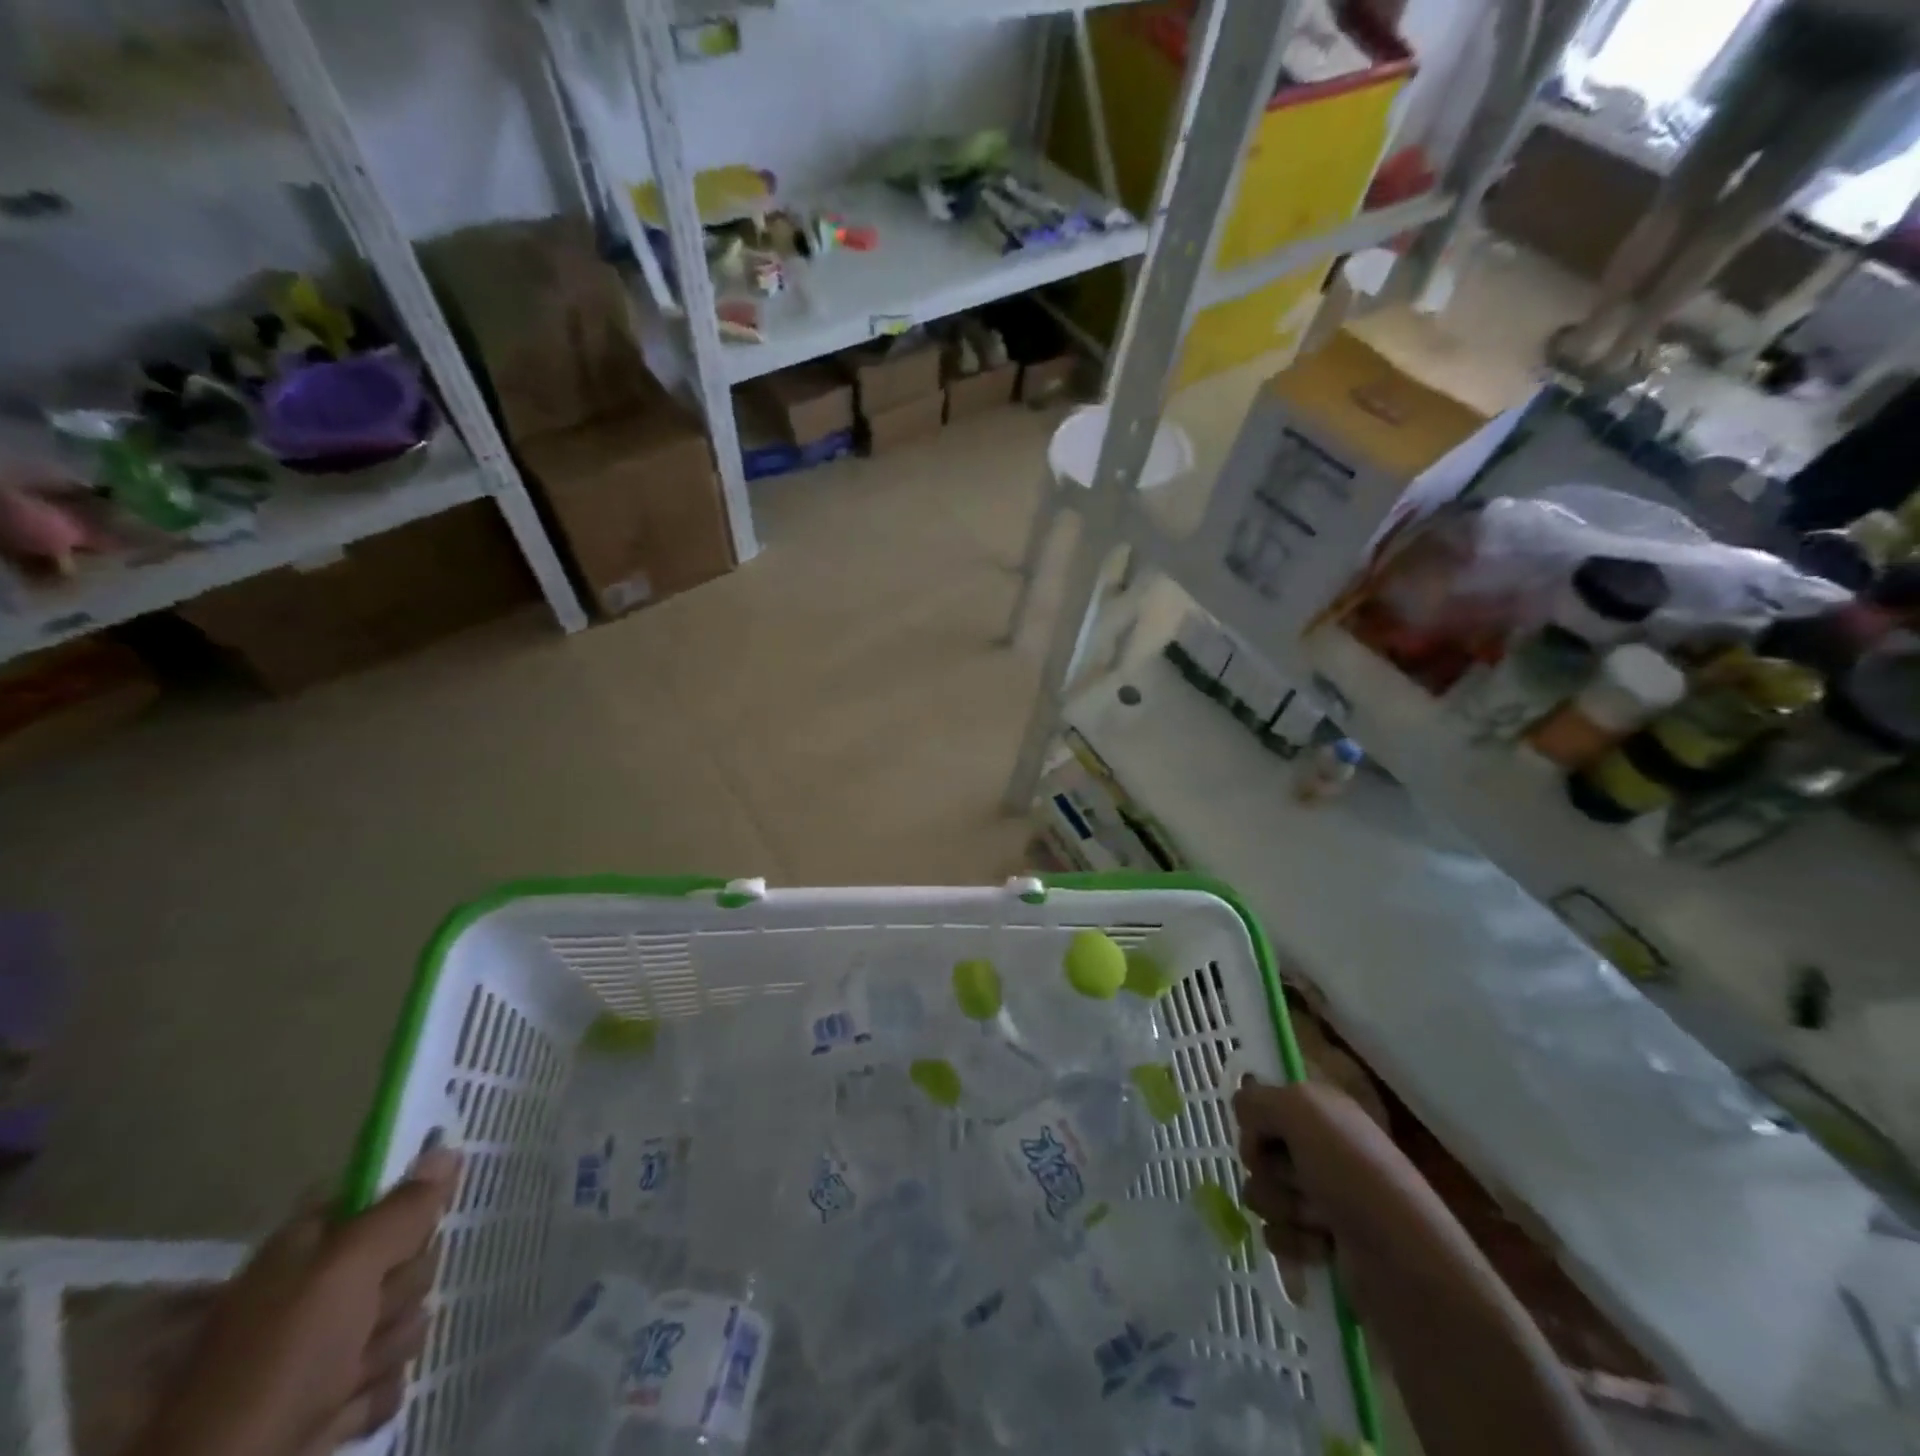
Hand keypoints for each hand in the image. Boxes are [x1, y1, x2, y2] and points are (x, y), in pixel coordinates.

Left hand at [135, 1146, 460, 1455]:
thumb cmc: (279, 1361)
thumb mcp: (345, 1270)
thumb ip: (401, 1209)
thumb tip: (446, 1148)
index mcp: (307, 1249)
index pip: (378, 1199)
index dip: (408, 1207)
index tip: (422, 1226)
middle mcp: (318, 1291)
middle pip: (406, 1261)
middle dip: (398, 1293)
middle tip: (367, 1316)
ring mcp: (327, 1350)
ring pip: (405, 1320)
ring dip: (385, 1349)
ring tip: (346, 1378)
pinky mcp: (338, 1399)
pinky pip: (391, 1377)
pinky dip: (372, 1396)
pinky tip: (344, 1409)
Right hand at [1233, 1079, 1338, 1289]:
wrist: (1405, 1265)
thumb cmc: (1354, 1175)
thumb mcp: (1301, 1110)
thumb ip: (1256, 1100)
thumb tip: (1243, 1118)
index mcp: (1321, 1111)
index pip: (1262, 1104)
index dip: (1255, 1123)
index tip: (1262, 1138)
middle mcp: (1321, 1148)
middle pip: (1258, 1151)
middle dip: (1270, 1171)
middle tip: (1302, 1182)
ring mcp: (1322, 1198)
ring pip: (1262, 1193)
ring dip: (1283, 1208)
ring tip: (1320, 1222)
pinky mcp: (1321, 1243)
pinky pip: (1276, 1234)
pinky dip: (1293, 1242)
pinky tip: (1323, 1249)